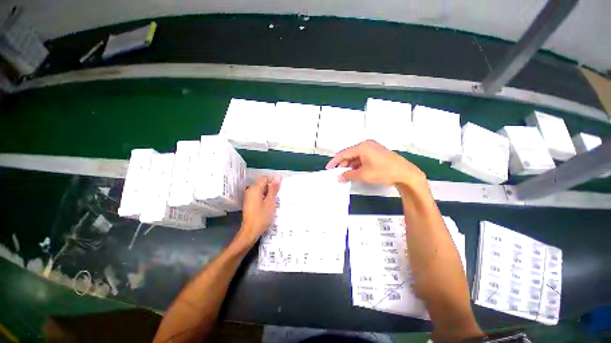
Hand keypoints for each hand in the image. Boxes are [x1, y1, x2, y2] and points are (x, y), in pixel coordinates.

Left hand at [236, 175, 281, 246]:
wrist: (250, 232)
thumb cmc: (261, 217)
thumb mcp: (270, 202)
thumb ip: (274, 189)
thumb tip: (278, 177)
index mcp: (254, 189)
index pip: (265, 178)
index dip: (274, 180)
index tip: (281, 186)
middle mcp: (250, 191)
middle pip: (263, 184)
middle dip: (272, 187)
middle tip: (280, 194)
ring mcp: (249, 197)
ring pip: (261, 190)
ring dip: (269, 193)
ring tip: (277, 199)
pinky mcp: (250, 203)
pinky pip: (259, 195)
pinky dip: (265, 197)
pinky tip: (270, 204)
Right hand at [326, 140, 426, 187]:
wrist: (405, 173)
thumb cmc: (384, 172)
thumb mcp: (363, 175)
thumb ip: (348, 175)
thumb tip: (339, 178)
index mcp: (362, 147)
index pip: (343, 153)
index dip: (334, 161)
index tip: (328, 168)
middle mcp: (366, 145)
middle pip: (350, 154)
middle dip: (343, 164)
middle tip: (338, 174)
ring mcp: (372, 148)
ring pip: (356, 157)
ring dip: (350, 165)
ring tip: (346, 175)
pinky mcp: (376, 153)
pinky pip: (362, 158)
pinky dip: (357, 165)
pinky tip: (355, 172)